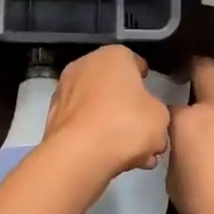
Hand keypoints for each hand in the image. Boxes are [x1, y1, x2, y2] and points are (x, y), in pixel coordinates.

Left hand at [39, 45, 171, 188]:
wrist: (79, 155)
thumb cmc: (126, 124)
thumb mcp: (160, 117)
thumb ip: (156, 111)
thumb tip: (148, 116)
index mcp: (113, 55)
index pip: (134, 62)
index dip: (145, 82)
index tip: (152, 100)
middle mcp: (84, 65)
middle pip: (113, 86)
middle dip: (128, 108)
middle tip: (143, 131)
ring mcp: (64, 91)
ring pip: (98, 108)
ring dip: (113, 126)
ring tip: (132, 154)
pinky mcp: (53, 117)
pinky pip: (83, 124)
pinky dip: (95, 136)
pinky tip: (111, 158)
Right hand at [168, 57, 213, 213]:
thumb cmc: (203, 208)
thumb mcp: (173, 180)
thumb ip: (175, 153)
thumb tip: (180, 147)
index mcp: (187, 119)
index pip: (166, 104)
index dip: (159, 111)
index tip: (156, 119)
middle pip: (206, 70)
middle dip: (195, 69)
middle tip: (185, 78)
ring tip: (211, 104)